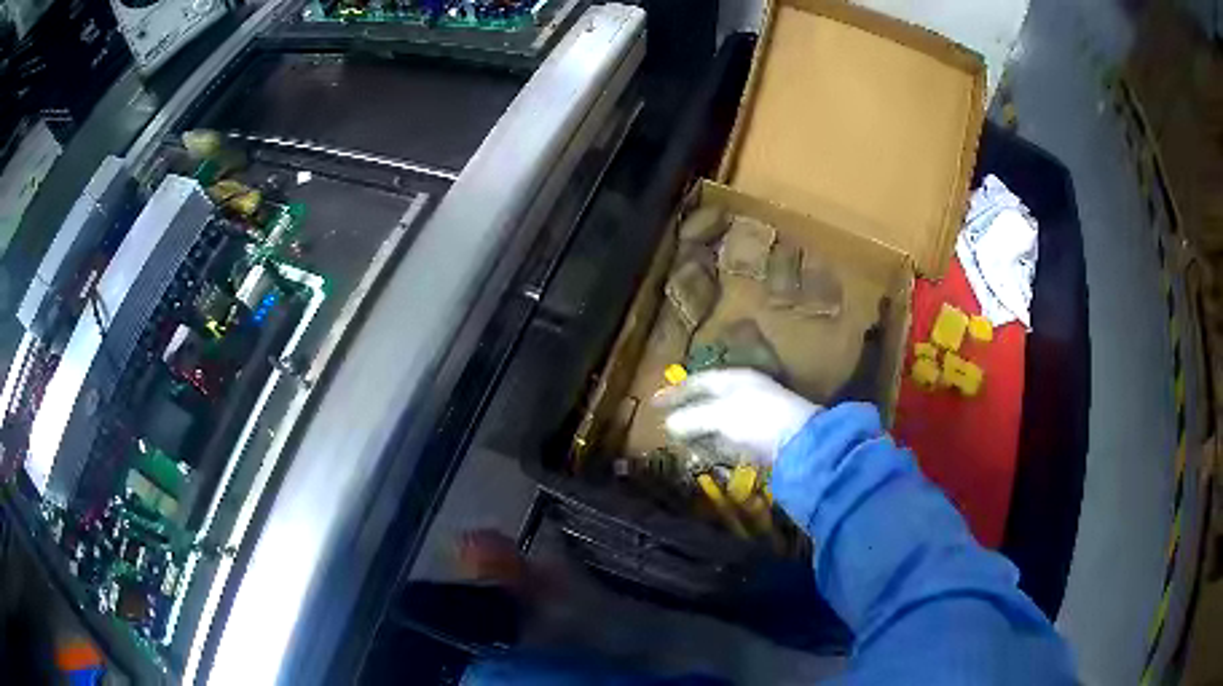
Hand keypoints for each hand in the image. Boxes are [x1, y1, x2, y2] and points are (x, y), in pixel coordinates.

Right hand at [655, 368, 819, 463]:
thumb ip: (692, 418)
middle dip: (687, 410)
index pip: (697, 382)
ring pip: (720, 418)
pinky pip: (731, 435)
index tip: (653, 403)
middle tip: (666, 422)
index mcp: (733, 379)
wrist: (802, 443)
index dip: (674, 392)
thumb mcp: (719, 416)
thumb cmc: (758, 420)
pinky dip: (717, 441)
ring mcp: (755, 413)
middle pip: (708, 399)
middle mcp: (744, 391)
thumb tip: (668, 424)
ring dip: (701, 428)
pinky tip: (710, 451)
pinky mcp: (763, 435)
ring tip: (684, 440)